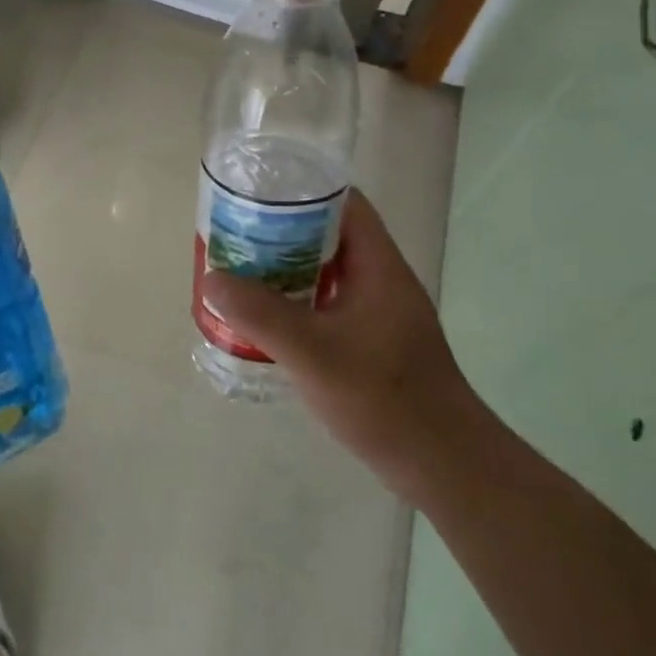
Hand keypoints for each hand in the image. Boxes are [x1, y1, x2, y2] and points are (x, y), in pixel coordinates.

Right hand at [200, 188, 492, 504]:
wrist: (443, 465)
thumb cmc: (384, 399)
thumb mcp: (314, 353)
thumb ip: (262, 315)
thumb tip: (212, 279)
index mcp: (378, 266)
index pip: (343, 203)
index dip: (301, 190)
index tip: (256, 195)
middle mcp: (380, 280)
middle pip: (328, 235)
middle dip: (280, 232)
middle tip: (235, 236)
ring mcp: (377, 312)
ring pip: (325, 272)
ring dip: (285, 269)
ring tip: (239, 272)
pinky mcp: (371, 341)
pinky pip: (325, 304)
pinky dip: (295, 302)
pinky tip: (264, 319)